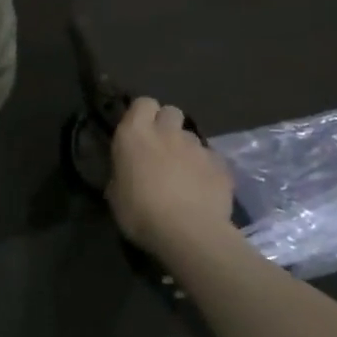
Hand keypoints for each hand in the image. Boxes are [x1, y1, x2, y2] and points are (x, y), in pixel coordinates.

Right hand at [107, 97, 235, 257]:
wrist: (189, 234)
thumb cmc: (140, 212)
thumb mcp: (115, 192)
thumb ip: (123, 171)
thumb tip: (128, 171)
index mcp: (134, 134)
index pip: (142, 103)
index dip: (142, 114)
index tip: (137, 131)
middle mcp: (167, 132)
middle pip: (171, 111)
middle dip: (166, 125)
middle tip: (159, 148)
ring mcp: (198, 148)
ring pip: (191, 137)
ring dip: (185, 149)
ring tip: (182, 173)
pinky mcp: (222, 166)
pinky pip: (211, 159)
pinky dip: (205, 169)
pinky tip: (201, 189)